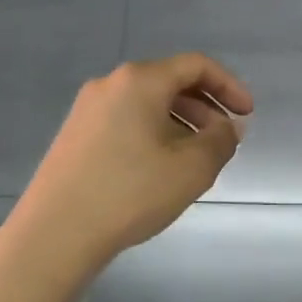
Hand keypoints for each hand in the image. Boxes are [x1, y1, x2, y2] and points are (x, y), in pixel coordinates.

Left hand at [9, 53, 252, 270]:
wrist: (54, 235)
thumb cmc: (131, 193)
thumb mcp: (193, 168)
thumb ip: (222, 140)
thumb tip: (228, 127)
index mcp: (140, 81)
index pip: (196, 66)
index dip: (229, 86)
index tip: (247, 114)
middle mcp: (110, 85)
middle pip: (170, 82)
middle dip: (206, 107)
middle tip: (225, 139)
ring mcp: (87, 110)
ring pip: (148, 104)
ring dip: (182, 123)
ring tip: (197, 159)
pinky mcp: (75, 136)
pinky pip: (127, 121)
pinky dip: (155, 133)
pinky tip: (161, 169)